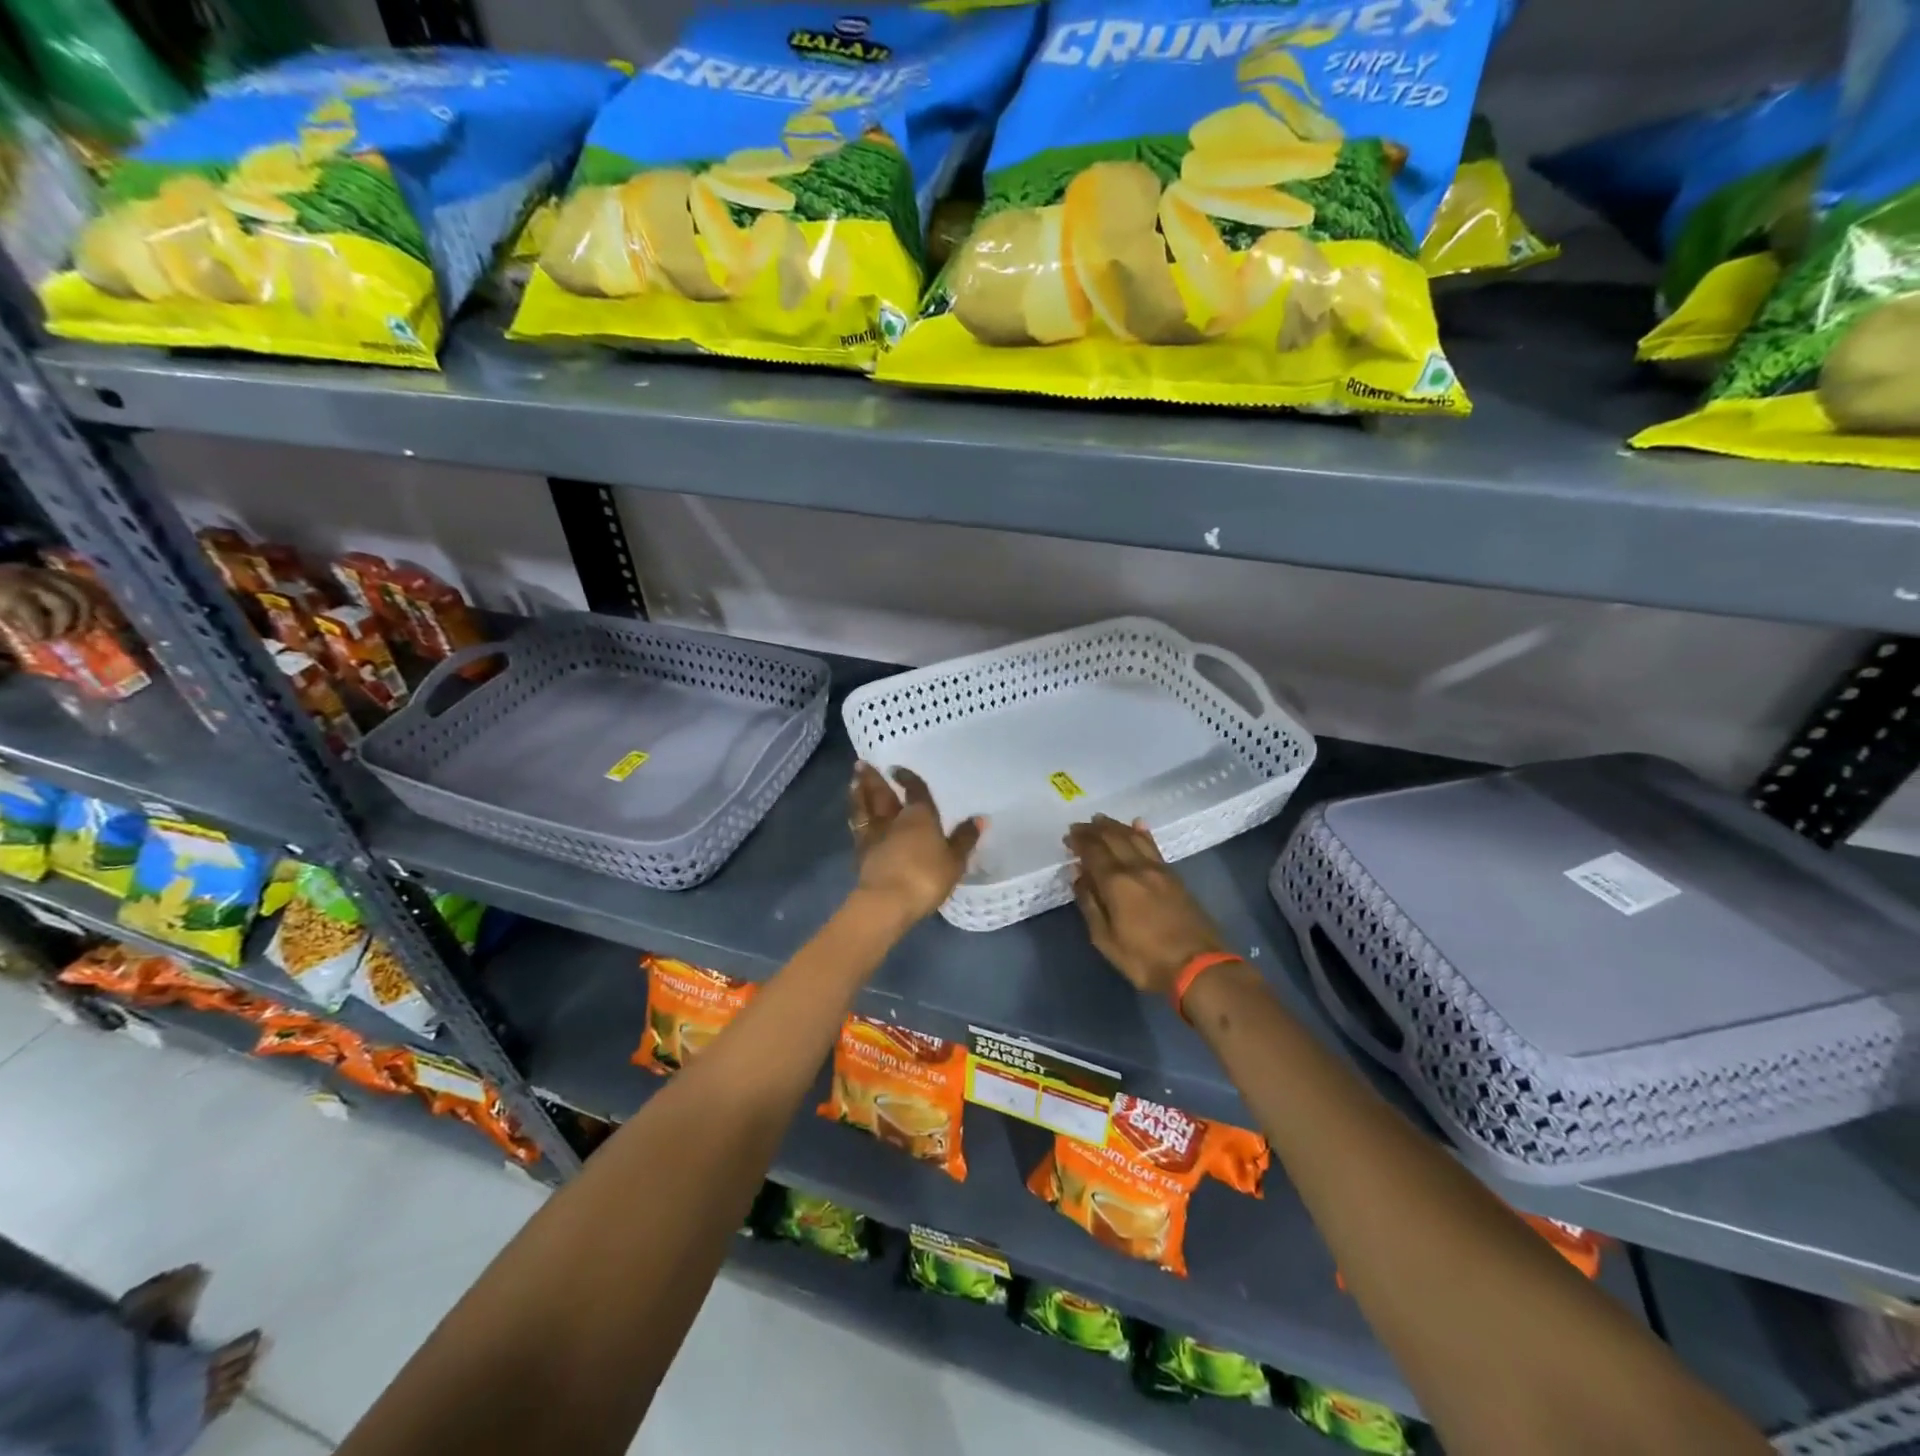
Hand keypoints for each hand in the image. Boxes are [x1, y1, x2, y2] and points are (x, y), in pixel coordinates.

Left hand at [847, 763, 982, 925]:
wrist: (887, 901)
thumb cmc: (926, 877)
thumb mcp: (954, 861)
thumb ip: (964, 839)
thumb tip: (980, 818)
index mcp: (919, 816)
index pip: (914, 790)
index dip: (907, 778)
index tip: (897, 768)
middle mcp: (893, 819)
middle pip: (882, 794)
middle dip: (873, 779)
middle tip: (861, 764)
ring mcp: (874, 835)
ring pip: (864, 808)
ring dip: (858, 794)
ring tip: (853, 782)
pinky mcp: (860, 853)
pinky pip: (857, 828)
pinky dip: (855, 818)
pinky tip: (854, 817)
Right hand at [1067, 815, 1229, 996]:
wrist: (1198, 966)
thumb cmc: (1145, 959)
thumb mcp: (1106, 940)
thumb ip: (1090, 903)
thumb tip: (1077, 875)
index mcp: (1116, 882)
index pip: (1093, 851)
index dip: (1079, 841)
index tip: (1068, 837)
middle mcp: (1137, 868)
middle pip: (1113, 838)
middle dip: (1093, 830)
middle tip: (1079, 826)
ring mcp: (1159, 870)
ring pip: (1134, 837)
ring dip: (1115, 826)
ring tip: (1101, 820)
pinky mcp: (1175, 876)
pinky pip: (1153, 846)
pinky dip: (1142, 832)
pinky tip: (1138, 825)